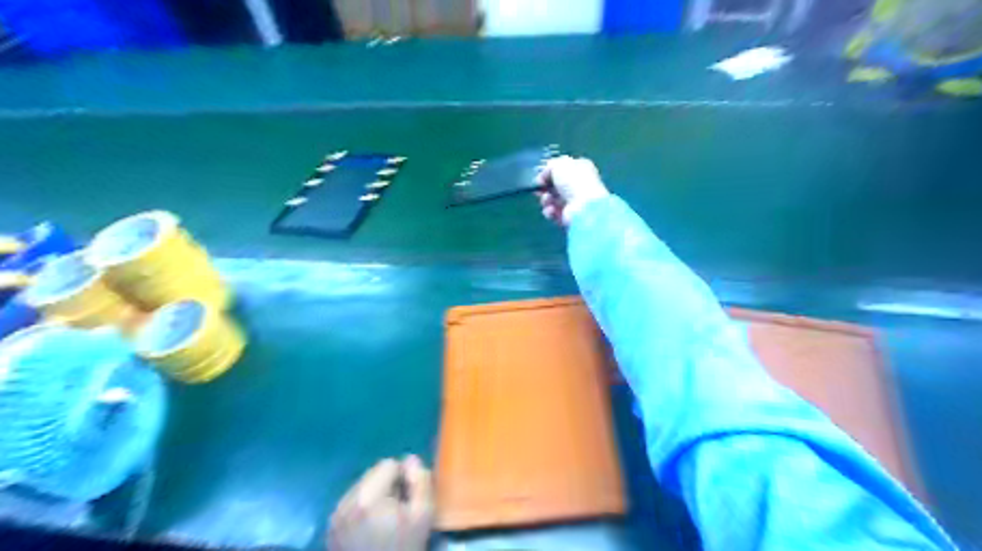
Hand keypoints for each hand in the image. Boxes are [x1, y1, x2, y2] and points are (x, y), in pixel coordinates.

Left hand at [328, 457, 431, 550]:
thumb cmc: (403, 548)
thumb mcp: (424, 514)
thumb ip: (421, 481)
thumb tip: (411, 460)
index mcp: (367, 497)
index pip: (388, 464)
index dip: (403, 477)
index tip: (408, 499)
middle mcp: (345, 502)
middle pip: (372, 473)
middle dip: (388, 485)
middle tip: (398, 511)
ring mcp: (335, 516)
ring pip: (361, 487)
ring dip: (376, 496)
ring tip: (384, 521)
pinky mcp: (331, 528)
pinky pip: (351, 503)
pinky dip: (363, 508)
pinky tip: (371, 529)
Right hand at [536, 154, 606, 225]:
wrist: (584, 206)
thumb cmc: (573, 181)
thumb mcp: (559, 165)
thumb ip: (549, 167)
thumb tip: (543, 177)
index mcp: (580, 169)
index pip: (561, 169)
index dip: (549, 172)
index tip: (540, 176)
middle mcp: (578, 185)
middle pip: (554, 186)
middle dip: (544, 188)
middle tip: (538, 189)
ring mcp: (573, 202)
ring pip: (552, 200)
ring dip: (545, 199)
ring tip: (548, 199)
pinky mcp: (568, 216)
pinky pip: (553, 213)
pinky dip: (550, 211)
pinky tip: (552, 210)